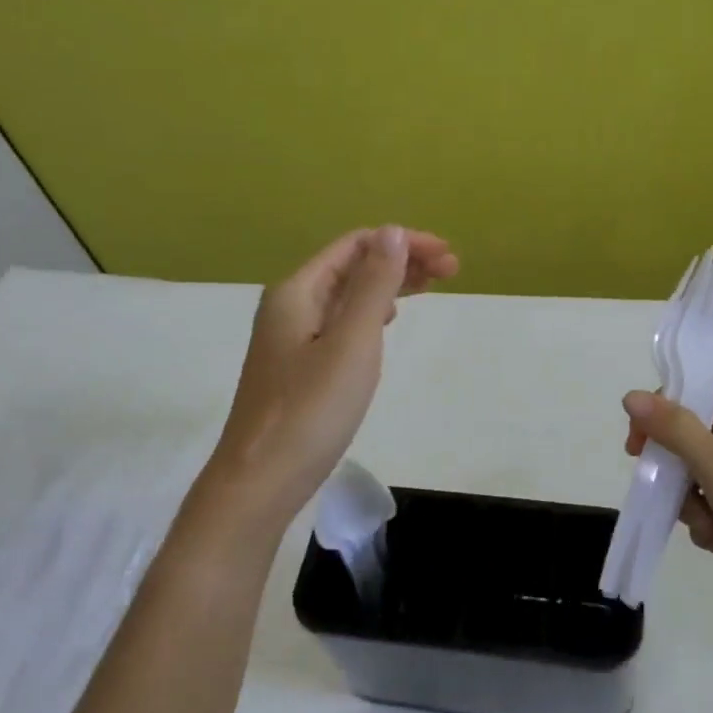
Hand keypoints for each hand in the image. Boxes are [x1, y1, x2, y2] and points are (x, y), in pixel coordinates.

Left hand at [198, 226, 458, 525]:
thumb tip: (392, 232)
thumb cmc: (311, 410)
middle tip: (452, 271)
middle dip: (402, 262)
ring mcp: (291, 338)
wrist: (261, 480)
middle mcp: (290, 306)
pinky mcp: (298, 367)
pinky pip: (340, 323)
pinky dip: (371, 314)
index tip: (448, 258)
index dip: (404, 243)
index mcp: (298, 291)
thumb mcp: (351, 342)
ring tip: (430, 289)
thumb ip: (373, 286)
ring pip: (347, 296)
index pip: (356, 246)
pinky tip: (387, 322)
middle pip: (352, 267)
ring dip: (389, 286)